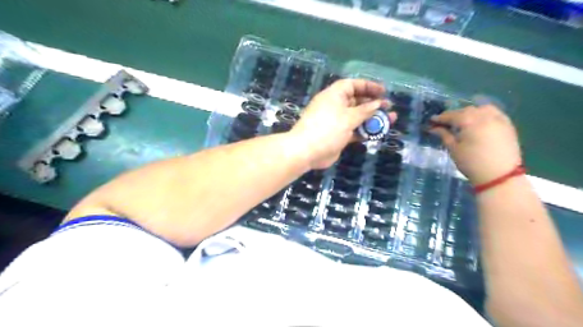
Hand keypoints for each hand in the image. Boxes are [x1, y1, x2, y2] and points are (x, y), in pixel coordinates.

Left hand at [290, 79, 390, 168]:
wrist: (307, 151)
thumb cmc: (327, 128)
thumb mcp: (348, 117)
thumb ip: (365, 111)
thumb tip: (377, 104)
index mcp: (334, 95)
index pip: (353, 85)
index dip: (368, 86)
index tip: (383, 91)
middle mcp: (335, 106)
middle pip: (356, 101)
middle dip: (373, 103)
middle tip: (388, 107)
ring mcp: (336, 122)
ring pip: (357, 117)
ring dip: (372, 118)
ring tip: (390, 120)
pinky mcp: (338, 135)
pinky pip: (354, 130)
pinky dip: (365, 130)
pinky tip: (378, 132)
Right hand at [430, 105, 520, 186]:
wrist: (500, 176)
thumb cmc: (472, 163)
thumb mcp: (454, 149)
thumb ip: (444, 135)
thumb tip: (433, 128)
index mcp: (470, 121)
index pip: (452, 115)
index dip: (440, 118)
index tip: (431, 121)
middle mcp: (485, 116)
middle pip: (466, 110)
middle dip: (455, 115)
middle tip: (445, 123)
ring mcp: (499, 119)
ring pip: (482, 109)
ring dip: (470, 112)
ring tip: (463, 121)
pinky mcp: (508, 125)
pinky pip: (494, 113)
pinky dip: (484, 114)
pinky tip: (479, 122)